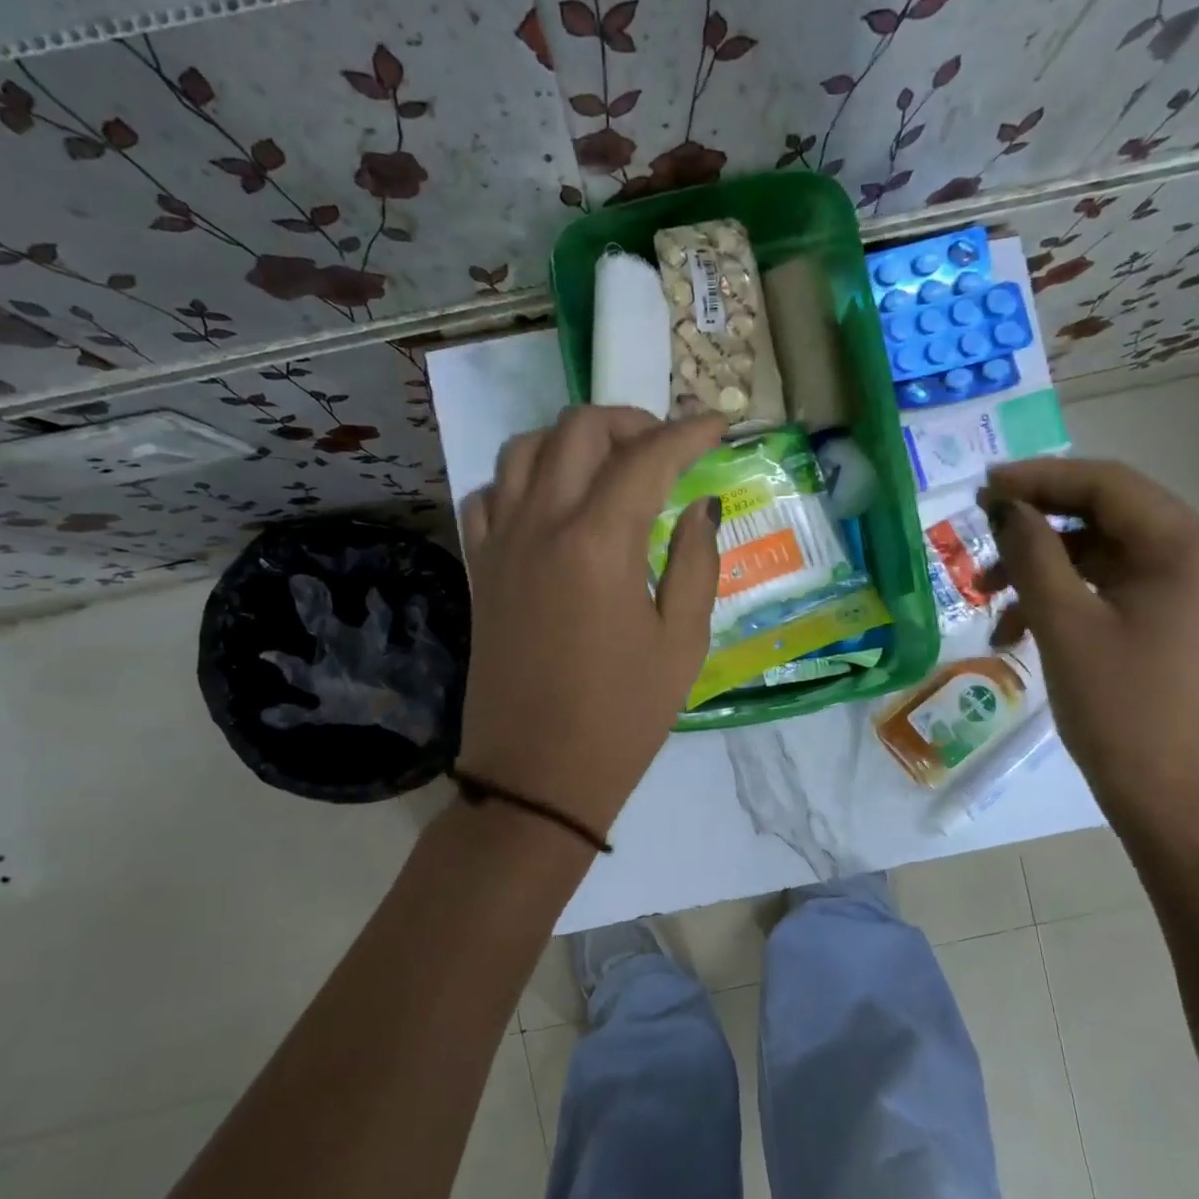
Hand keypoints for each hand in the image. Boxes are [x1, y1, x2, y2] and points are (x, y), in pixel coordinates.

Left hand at [458, 406, 725, 837]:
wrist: (537, 776)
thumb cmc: (622, 717)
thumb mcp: (682, 644)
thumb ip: (696, 562)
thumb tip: (700, 506)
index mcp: (598, 543)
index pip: (647, 457)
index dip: (689, 432)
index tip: (719, 423)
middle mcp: (541, 524)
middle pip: (578, 431)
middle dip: (629, 422)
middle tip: (665, 449)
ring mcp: (501, 543)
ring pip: (524, 450)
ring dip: (572, 442)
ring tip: (608, 467)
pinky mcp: (479, 568)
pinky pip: (490, 494)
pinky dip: (523, 480)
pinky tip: (551, 505)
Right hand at [976, 458, 1198, 845]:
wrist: (1171, 801)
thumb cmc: (1119, 710)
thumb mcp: (1065, 624)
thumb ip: (1033, 554)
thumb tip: (1006, 506)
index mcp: (1190, 551)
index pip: (1110, 486)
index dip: (1041, 479)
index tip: (983, 489)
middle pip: (1109, 517)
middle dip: (1038, 527)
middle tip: (981, 534)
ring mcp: (1194, 594)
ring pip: (1105, 556)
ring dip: (1044, 568)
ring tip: (988, 596)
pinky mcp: (1177, 624)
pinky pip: (1114, 590)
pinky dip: (1066, 599)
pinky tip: (1019, 630)